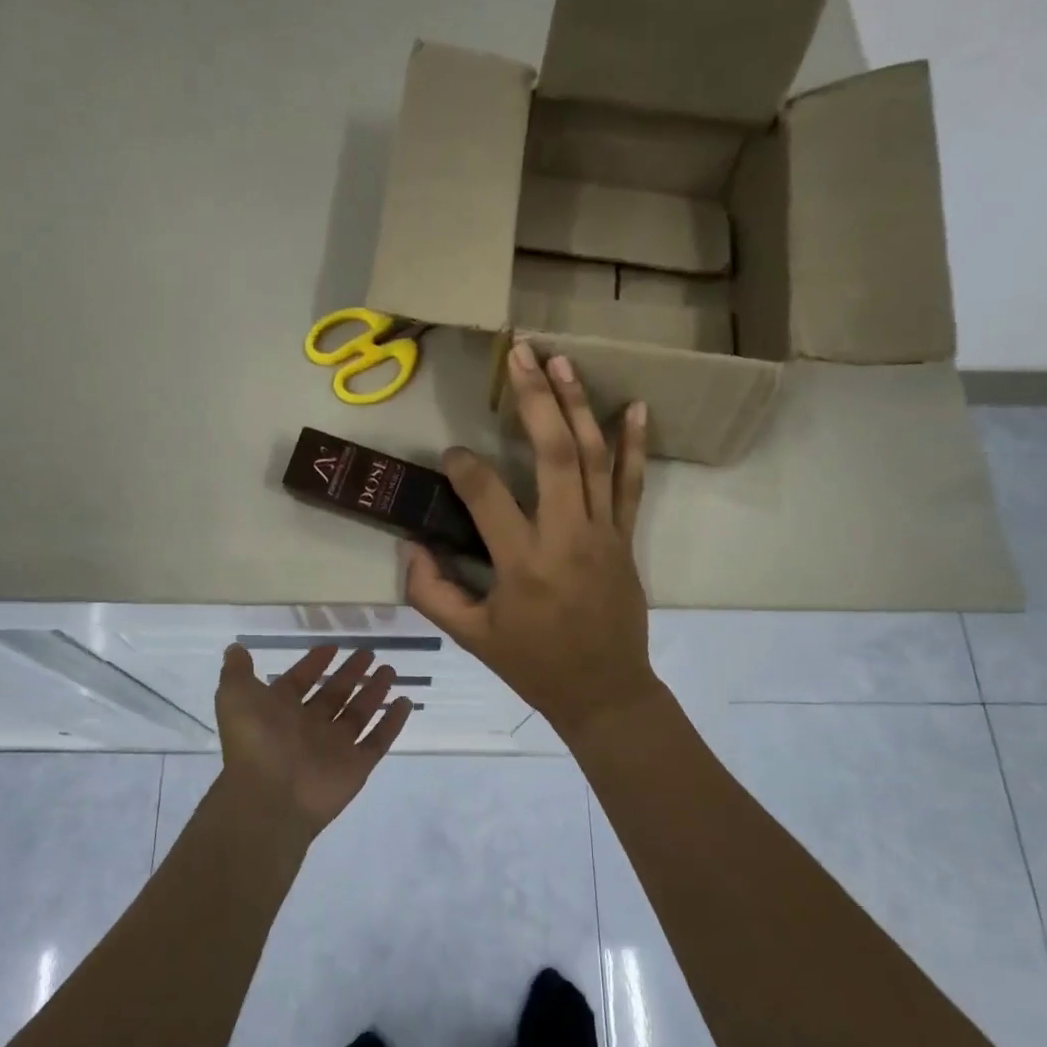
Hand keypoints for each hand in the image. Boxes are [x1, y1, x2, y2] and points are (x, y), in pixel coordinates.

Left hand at [214, 644, 413, 835]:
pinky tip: (405, 702)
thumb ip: (237, 671)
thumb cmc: (254, 741)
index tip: (332, 647)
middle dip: (350, 673)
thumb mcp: (235, 696)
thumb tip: (236, 648)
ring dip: (374, 691)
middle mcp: (308, 726)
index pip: (300, 681)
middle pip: (334, 694)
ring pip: (359, 713)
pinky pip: (378, 740)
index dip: (314, 663)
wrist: (270, 796)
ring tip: (390, 670)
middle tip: (369, 653)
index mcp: (280, 711)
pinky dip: (392, 722)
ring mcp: (334, 747)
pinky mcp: (356, 765)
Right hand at [404, 340, 660, 740]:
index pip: (487, 495)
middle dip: (534, 400)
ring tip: (560, 361)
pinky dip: (634, 444)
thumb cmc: (534, 665)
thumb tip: (412, 545)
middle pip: (554, 454)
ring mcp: (603, 534)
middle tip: (519, 354)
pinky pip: (632, 484)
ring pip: (594, 458)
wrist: (605, 692)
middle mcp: (565, 537)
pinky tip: (634, 406)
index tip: (451, 456)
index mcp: (522, 563)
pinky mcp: (625, 538)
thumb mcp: (471, 638)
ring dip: (577, 405)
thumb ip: (432, 592)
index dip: (463, 467)